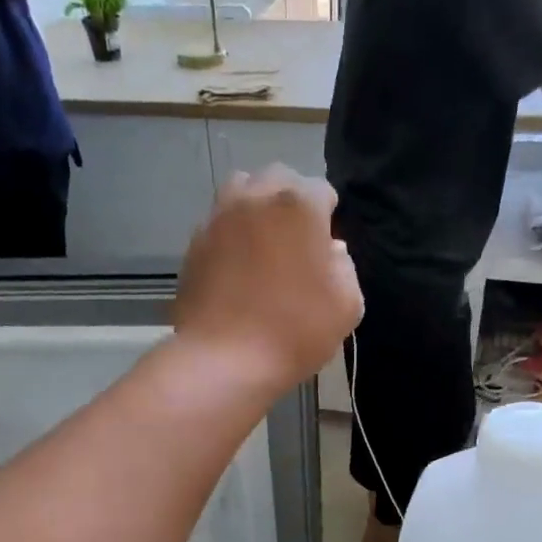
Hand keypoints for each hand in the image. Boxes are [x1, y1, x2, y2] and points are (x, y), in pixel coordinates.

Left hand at [173, 167, 361, 395]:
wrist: (224, 360)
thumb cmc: (294, 332)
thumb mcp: (347, 305)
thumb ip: (345, 268)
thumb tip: (331, 252)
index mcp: (299, 205)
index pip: (322, 190)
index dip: (328, 219)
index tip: (325, 250)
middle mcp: (255, 197)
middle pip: (278, 180)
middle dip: (290, 203)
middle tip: (296, 243)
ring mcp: (218, 218)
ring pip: (241, 192)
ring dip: (256, 209)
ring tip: (263, 245)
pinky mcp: (194, 244)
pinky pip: (218, 225)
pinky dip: (231, 236)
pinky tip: (237, 269)